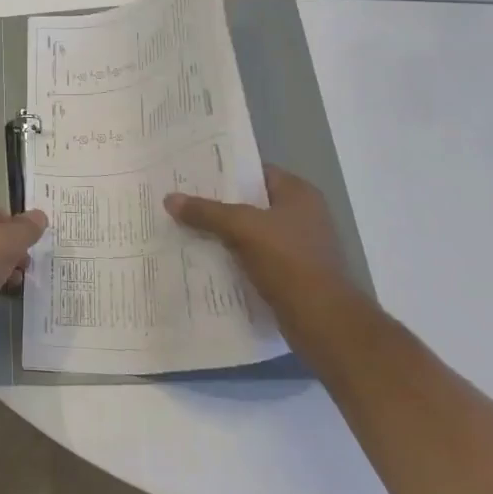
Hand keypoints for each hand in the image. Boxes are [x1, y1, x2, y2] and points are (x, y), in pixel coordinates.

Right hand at [165, 166, 361, 355]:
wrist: (323, 322)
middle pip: (251, 203)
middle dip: (218, 205)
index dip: (224, 172)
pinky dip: (233, 258)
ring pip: (251, 233)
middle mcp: (303, 215)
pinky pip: (254, 258)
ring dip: (223, 234)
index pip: (255, 171)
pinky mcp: (292, 275)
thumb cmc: (288, 261)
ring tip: (185, 229)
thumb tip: (170, 199)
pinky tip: (205, 260)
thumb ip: (206, 212)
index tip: (192, 175)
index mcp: (299, 193)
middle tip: (182, 202)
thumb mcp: (242, 228)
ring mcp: (299, 247)